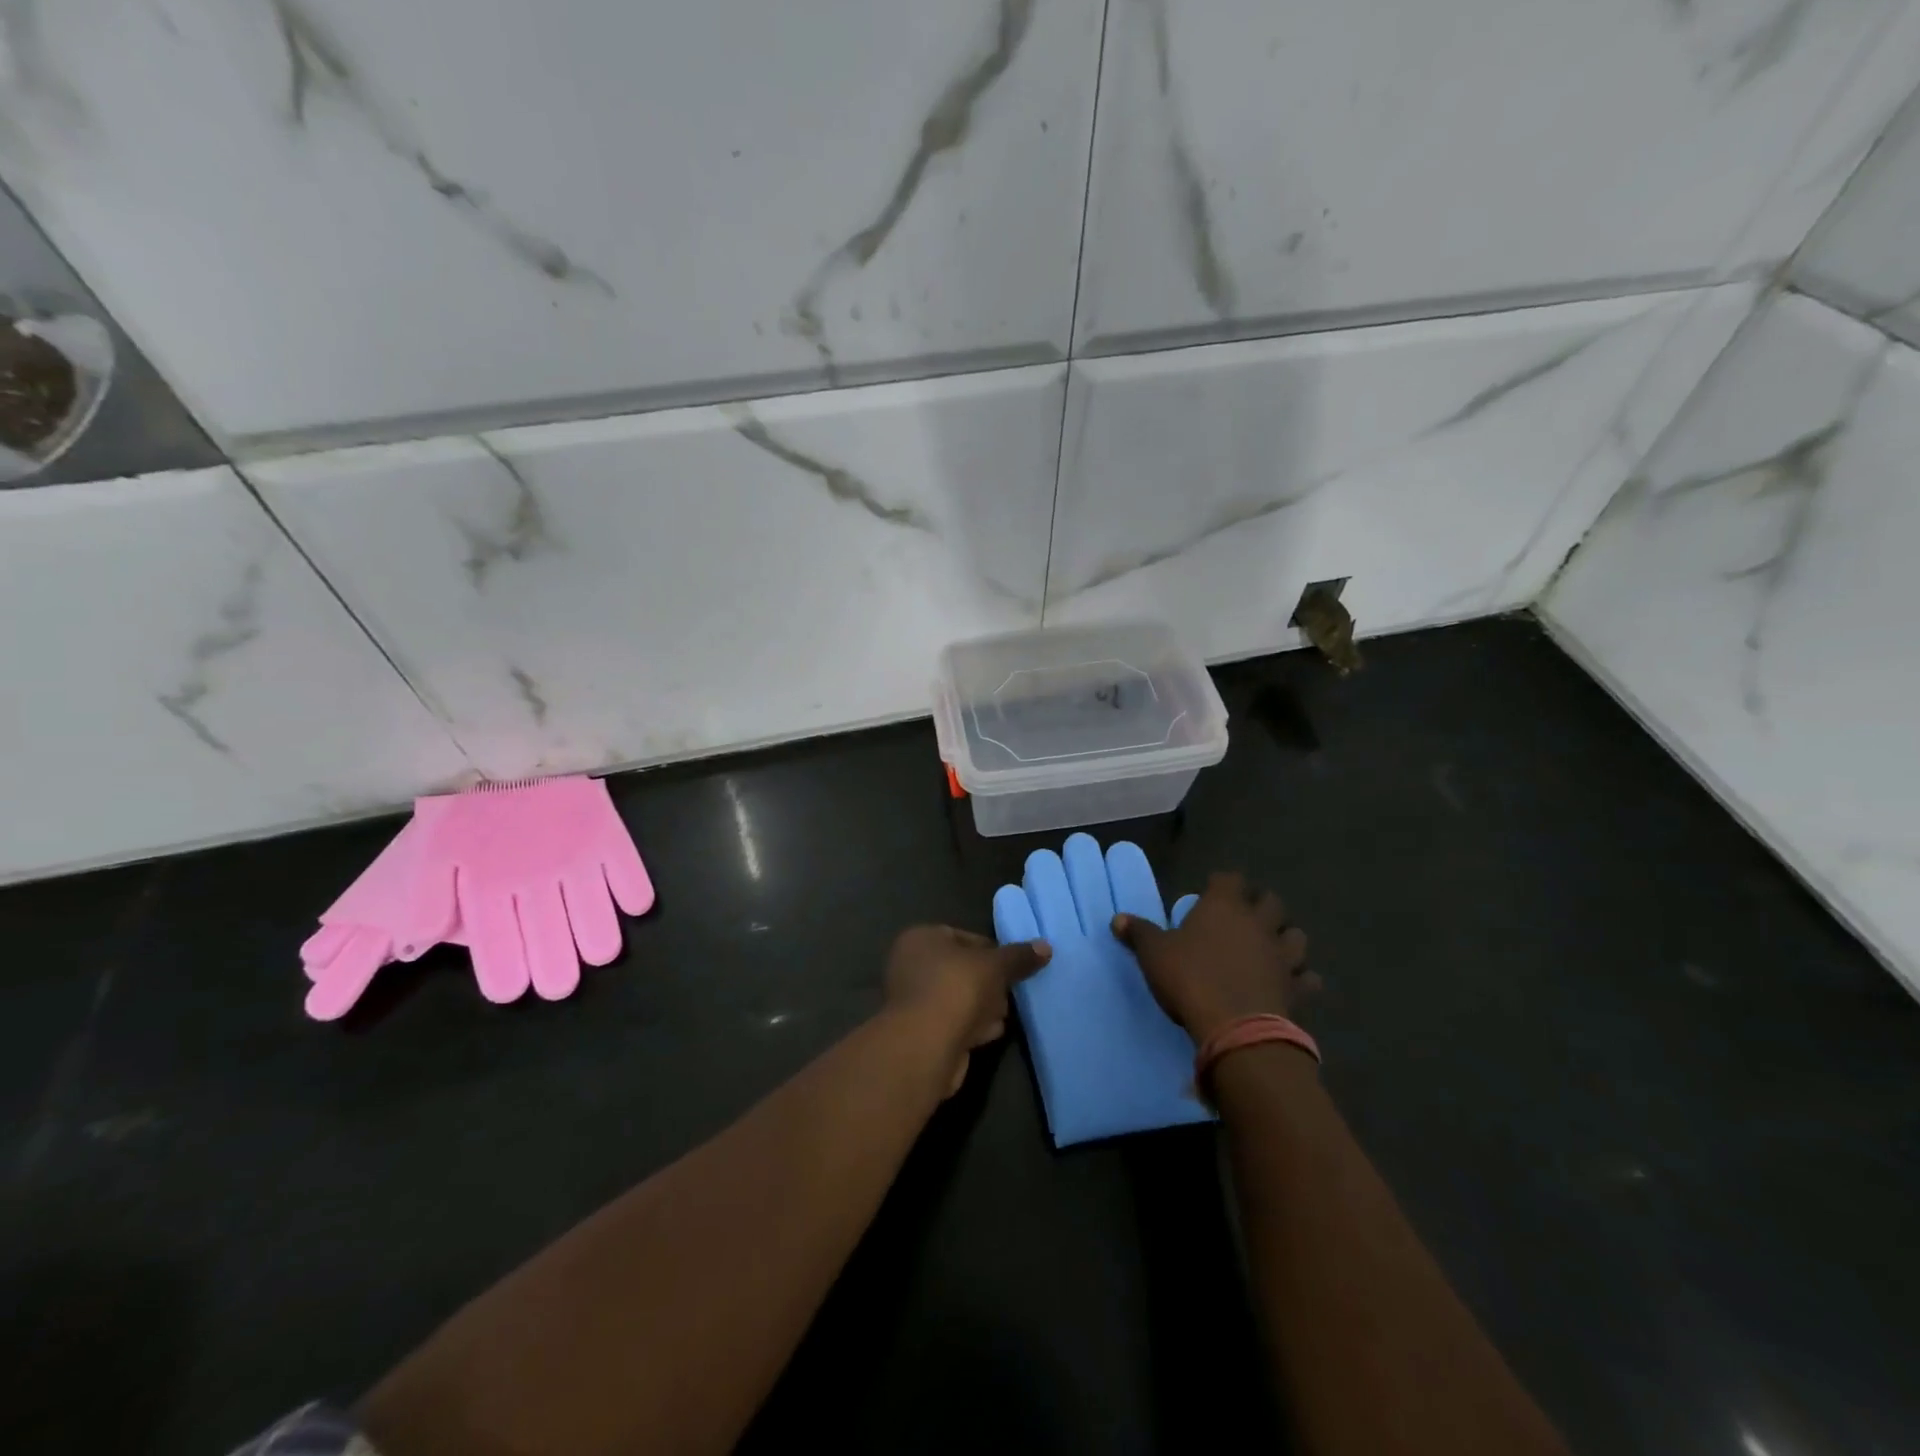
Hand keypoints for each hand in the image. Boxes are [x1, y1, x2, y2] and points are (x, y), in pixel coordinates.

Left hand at [884, 926, 1049, 1096]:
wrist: (925, 1046)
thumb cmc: (956, 989)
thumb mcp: (995, 965)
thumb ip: (1019, 956)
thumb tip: (1045, 947)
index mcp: (921, 938)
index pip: (964, 937)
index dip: (992, 951)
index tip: (1013, 966)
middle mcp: (911, 965)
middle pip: (963, 969)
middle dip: (989, 983)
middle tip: (1009, 993)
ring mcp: (914, 1000)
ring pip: (960, 997)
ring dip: (983, 1007)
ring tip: (1001, 1016)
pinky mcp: (921, 1032)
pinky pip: (954, 1022)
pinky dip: (971, 1026)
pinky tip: (988, 1034)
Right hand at [1113, 872, 1316, 1045]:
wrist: (1235, 1028)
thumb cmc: (1190, 978)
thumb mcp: (1154, 954)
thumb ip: (1139, 933)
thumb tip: (1118, 919)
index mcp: (1224, 906)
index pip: (1230, 878)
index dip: (1222, 883)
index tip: (1210, 890)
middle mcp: (1258, 922)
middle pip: (1271, 901)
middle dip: (1260, 905)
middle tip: (1244, 917)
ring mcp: (1282, 955)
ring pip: (1296, 935)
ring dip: (1285, 938)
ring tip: (1271, 946)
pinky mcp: (1297, 987)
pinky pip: (1308, 977)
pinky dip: (1301, 978)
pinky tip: (1290, 983)